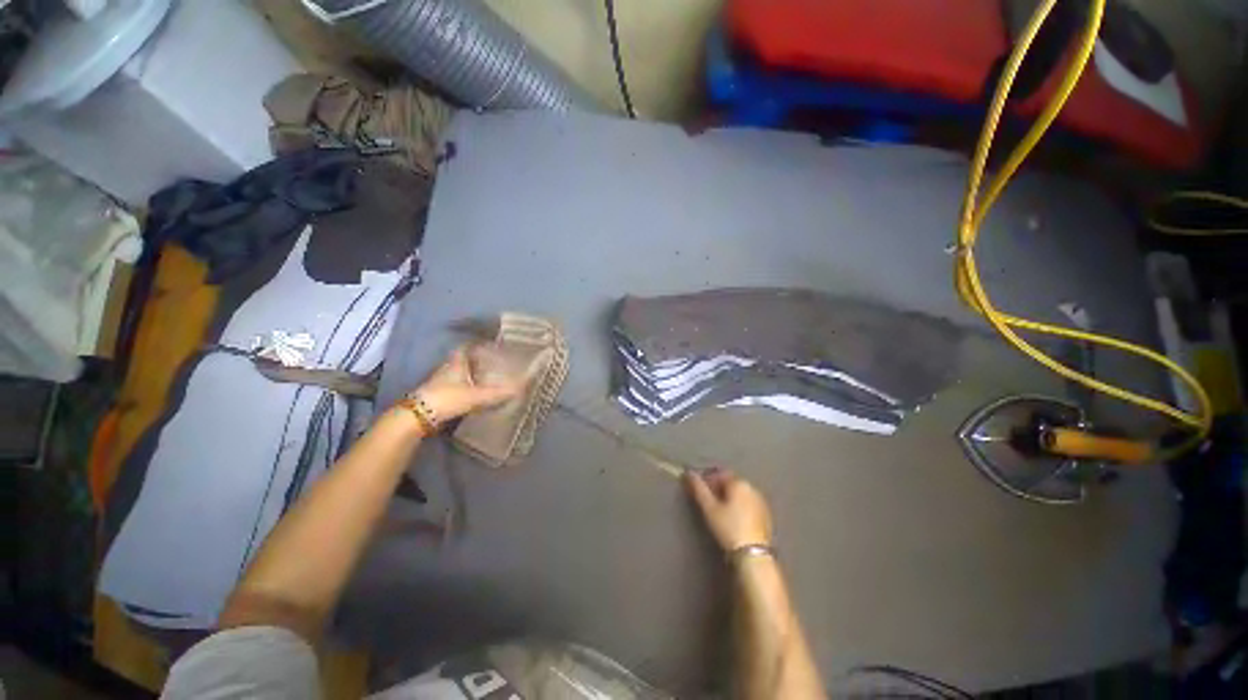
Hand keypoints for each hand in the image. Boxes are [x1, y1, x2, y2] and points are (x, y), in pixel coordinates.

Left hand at [414, 344, 521, 423]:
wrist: (418, 417)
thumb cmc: (447, 398)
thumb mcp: (475, 396)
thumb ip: (497, 393)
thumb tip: (520, 388)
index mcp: (456, 363)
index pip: (465, 347)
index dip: (476, 344)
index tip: (489, 343)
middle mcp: (448, 369)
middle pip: (462, 360)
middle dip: (476, 360)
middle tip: (493, 361)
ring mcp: (441, 383)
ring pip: (459, 374)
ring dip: (470, 374)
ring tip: (488, 376)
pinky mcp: (439, 396)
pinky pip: (456, 386)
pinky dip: (466, 387)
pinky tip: (476, 393)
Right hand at [685, 467, 772, 551]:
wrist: (753, 555)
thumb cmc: (729, 528)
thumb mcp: (710, 508)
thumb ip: (699, 489)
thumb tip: (689, 473)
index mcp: (739, 483)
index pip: (720, 474)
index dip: (707, 479)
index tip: (699, 490)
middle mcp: (752, 488)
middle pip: (731, 482)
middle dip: (719, 488)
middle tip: (708, 500)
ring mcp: (761, 501)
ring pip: (740, 493)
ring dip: (729, 497)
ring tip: (719, 510)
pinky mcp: (766, 515)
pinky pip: (748, 504)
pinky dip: (739, 506)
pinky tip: (733, 518)